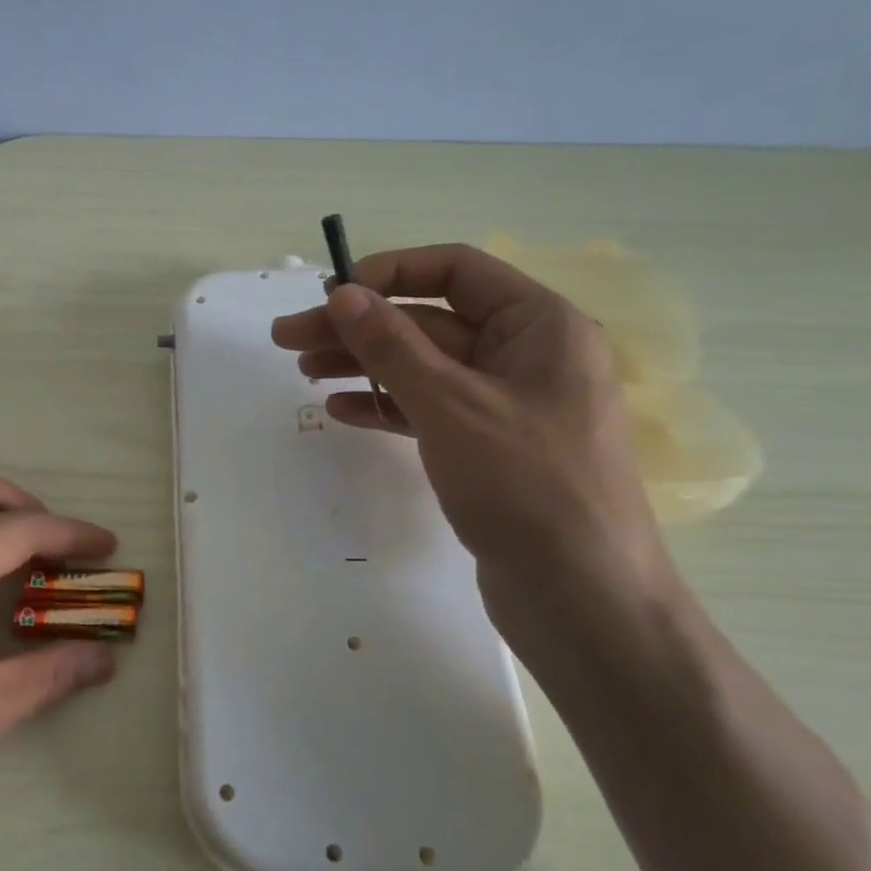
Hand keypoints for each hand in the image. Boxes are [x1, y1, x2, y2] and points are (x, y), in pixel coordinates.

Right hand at [271, 244, 671, 642]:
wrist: (583, 601)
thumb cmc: (525, 486)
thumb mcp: (450, 405)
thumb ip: (392, 345)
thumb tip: (342, 294)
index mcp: (539, 324)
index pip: (455, 269)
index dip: (388, 273)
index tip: (330, 293)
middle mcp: (526, 354)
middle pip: (429, 320)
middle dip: (359, 327)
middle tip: (288, 338)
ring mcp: (507, 403)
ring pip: (423, 366)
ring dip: (364, 364)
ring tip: (304, 370)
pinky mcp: (489, 447)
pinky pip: (429, 409)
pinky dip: (385, 405)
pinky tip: (341, 411)